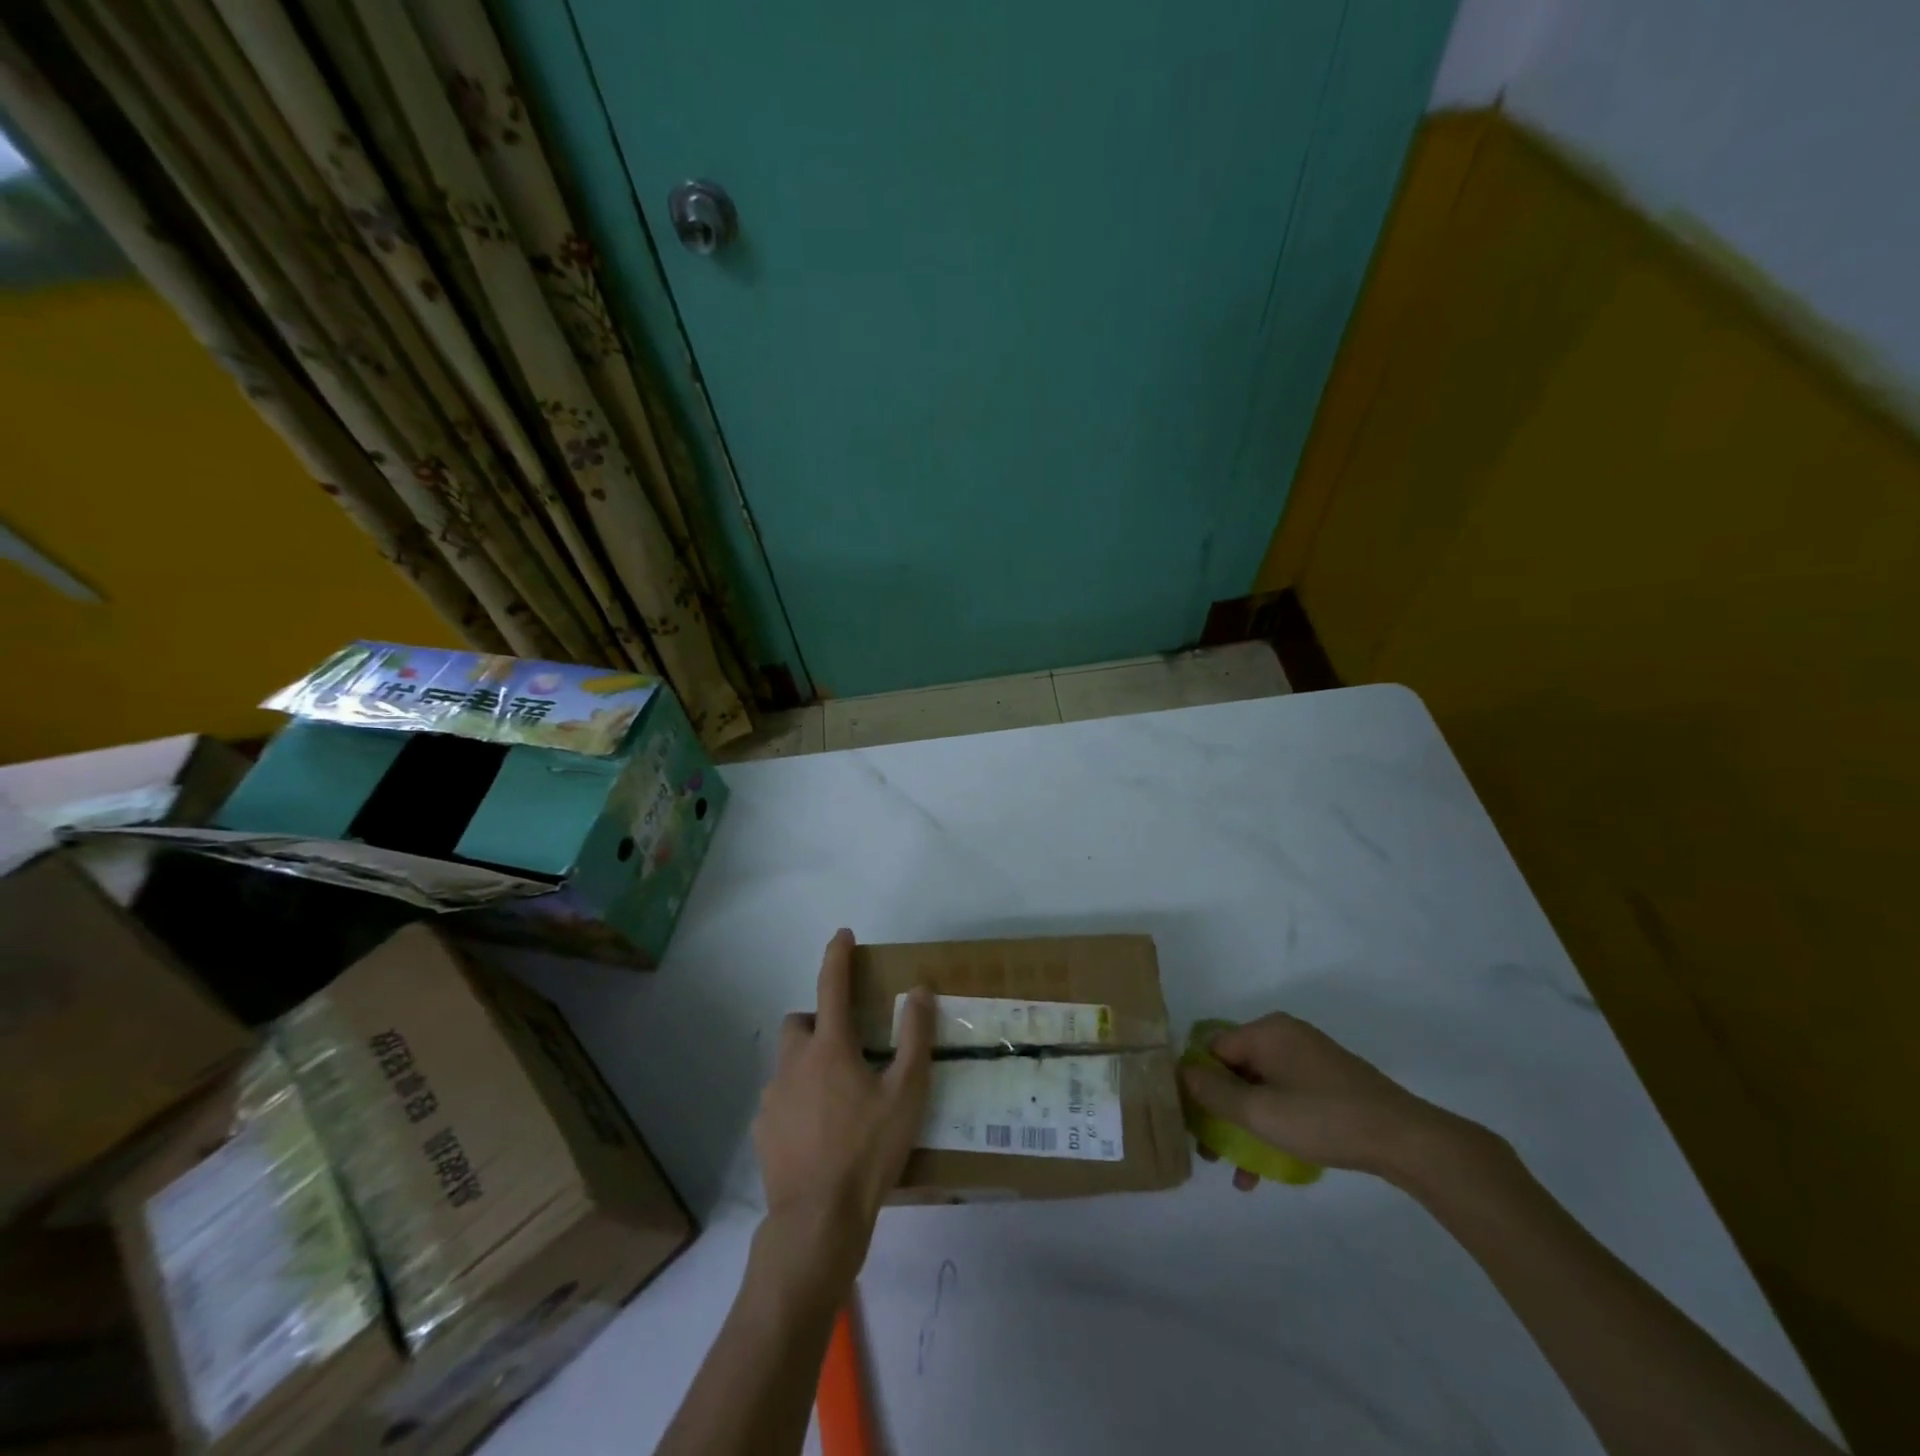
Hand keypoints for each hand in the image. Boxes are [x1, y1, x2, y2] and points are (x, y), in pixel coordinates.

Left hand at [752, 929, 934, 1279]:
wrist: (817, 1220)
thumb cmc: (868, 1151)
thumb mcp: (906, 1094)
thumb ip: (914, 1038)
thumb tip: (919, 991)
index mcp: (830, 1048)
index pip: (832, 985)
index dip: (837, 956)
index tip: (842, 935)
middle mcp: (794, 1063)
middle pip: (799, 1022)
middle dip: (818, 1021)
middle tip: (846, 1047)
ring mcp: (773, 1097)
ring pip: (788, 1062)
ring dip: (808, 1064)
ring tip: (836, 1097)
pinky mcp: (762, 1129)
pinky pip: (779, 1098)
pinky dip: (796, 1100)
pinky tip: (818, 1131)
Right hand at [1180, 1013, 1469, 1187]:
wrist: (1405, 1140)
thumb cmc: (1324, 1119)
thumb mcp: (1260, 1112)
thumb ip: (1214, 1093)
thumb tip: (1183, 1074)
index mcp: (1266, 1031)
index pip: (1213, 1049)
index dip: (1198, 1083)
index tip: (1192, 1122)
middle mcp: (1284, 1036)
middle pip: (1235, 1069)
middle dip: (1220, 1111)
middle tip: (1211, 1151)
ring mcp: (1309, 1058)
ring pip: (1260, 1088)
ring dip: (1245, 1125)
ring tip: (1238, 1172)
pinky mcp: (1329, 1082)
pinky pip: (1285, 1097)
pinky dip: (1273, 1124)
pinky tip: (1268, 1167)